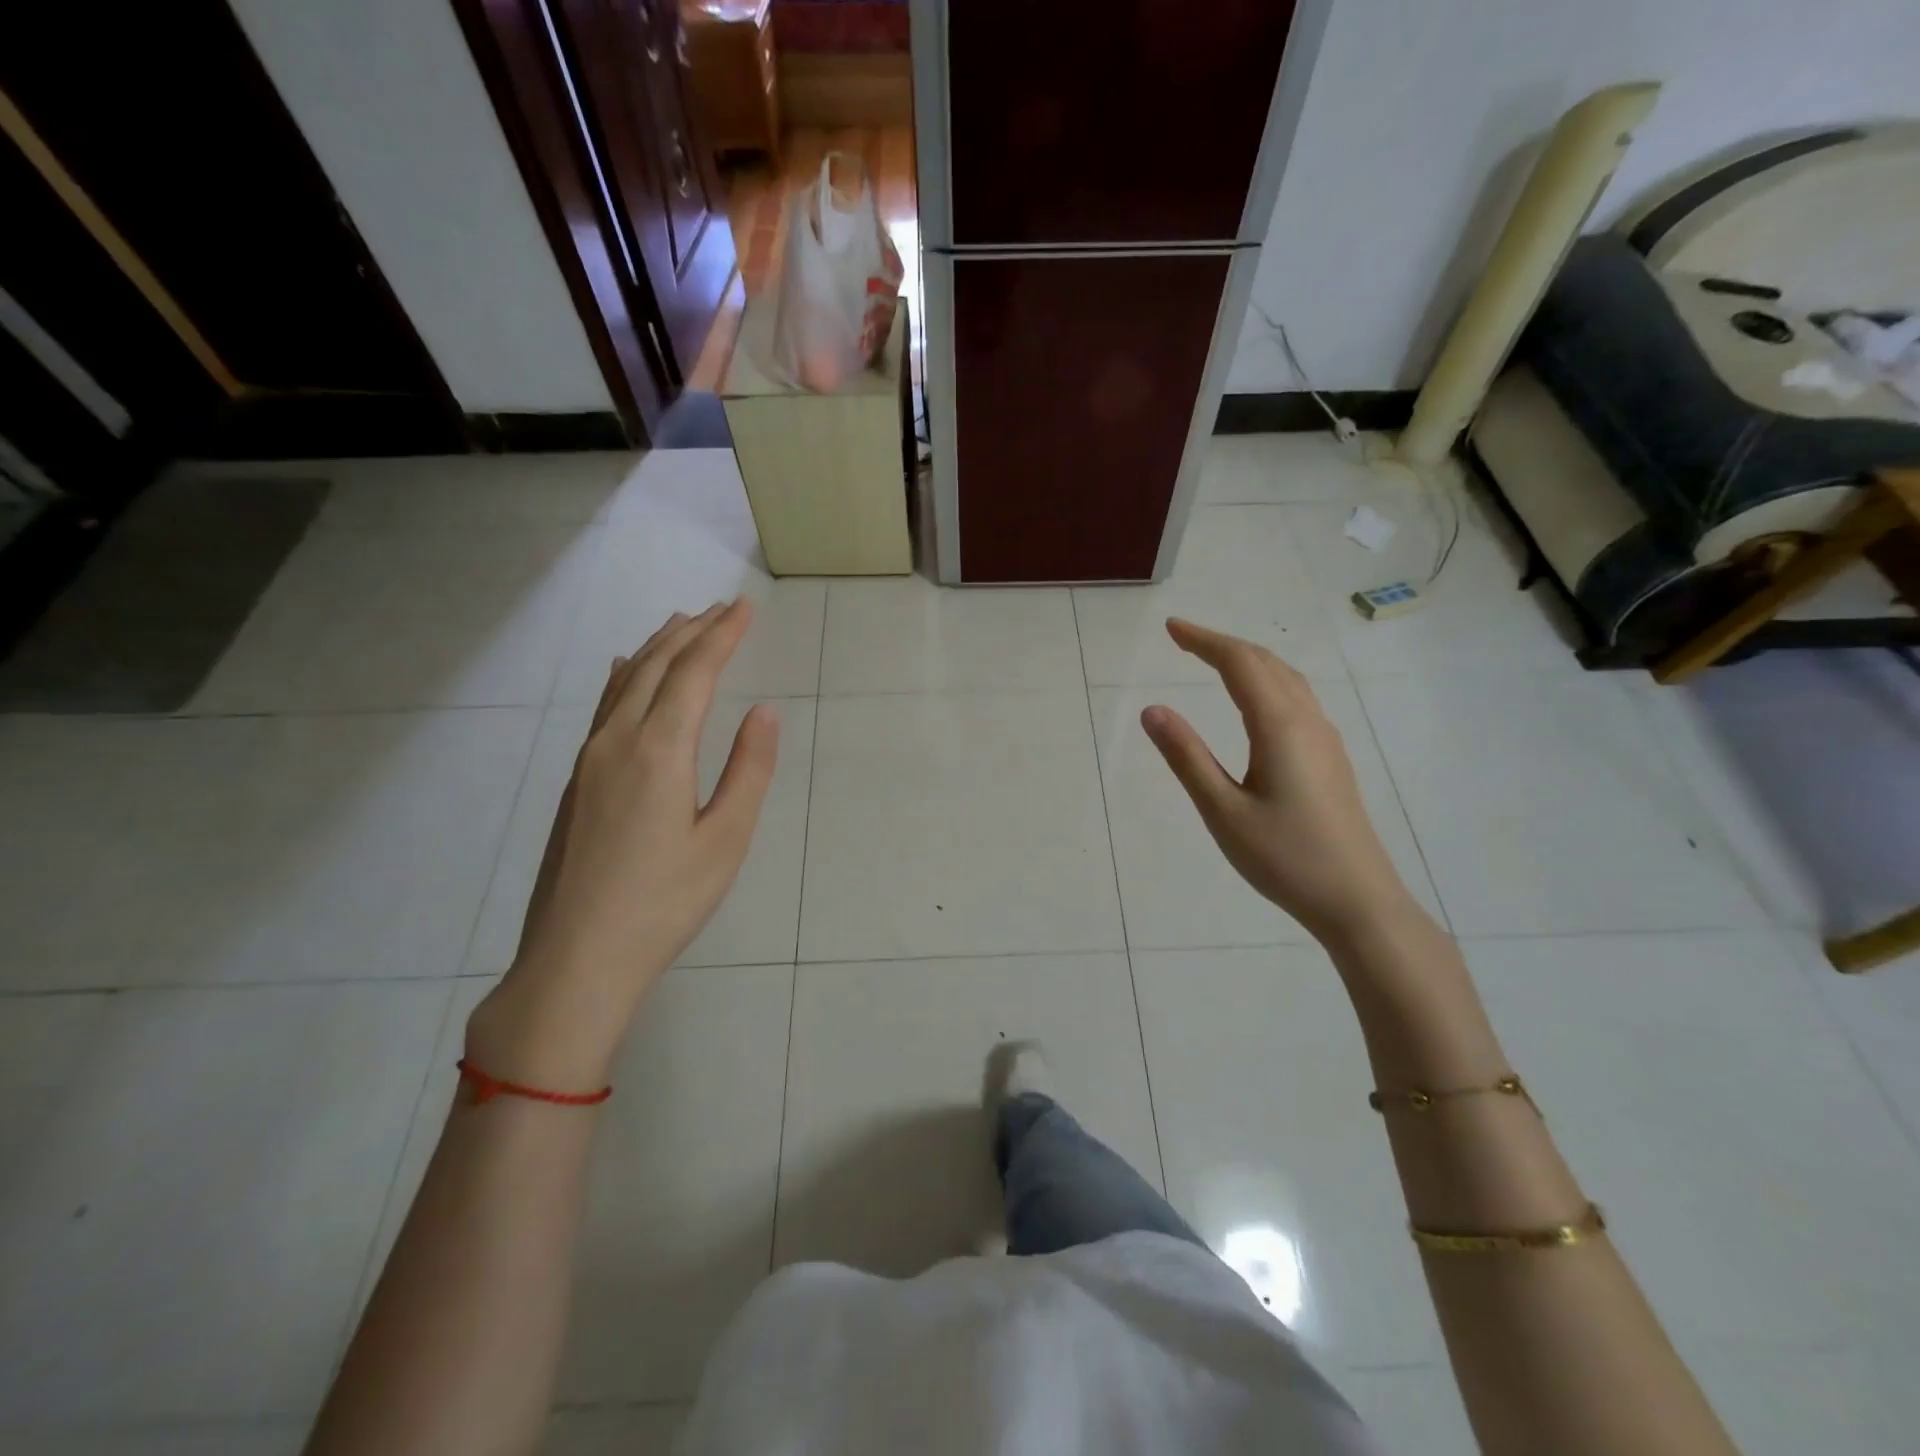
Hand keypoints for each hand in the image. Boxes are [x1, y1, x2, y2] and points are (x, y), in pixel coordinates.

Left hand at [467, 601, 778, 1087]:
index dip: (722, 635)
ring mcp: (589, 760)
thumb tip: (764, 712)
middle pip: (656, 667)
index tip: (745, 607)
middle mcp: (617, 741)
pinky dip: (626, 677)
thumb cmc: (665, 902)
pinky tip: (627, 672)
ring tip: (682, 624)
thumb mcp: (725, 839)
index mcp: (659, 750)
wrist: (577, 957)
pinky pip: (604, 706)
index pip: (694, 672)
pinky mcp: (576, 781)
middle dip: (691, 632)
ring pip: (626, 683)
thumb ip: (748, 770)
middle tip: (722, 608)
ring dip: (657, 648)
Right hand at [1141, 618, 1424, 945]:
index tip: (1170, 628)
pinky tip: (1255, 702)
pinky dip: (1266, 681)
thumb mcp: (1222, 811)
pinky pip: (1296, 699)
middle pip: (1266, 663)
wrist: (1357, 900)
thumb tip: (1152, 710)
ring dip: (1248, 661)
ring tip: (1213, 661)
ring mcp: (1325, 739)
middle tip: (1182, 640)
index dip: (1204, 641)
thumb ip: (1187, 757)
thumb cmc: (1284, 858)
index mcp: (1280, 727)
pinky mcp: (1330, 758)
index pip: (1240, 664)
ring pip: (1286, 679)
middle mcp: (1307, 721)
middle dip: (1222, 645)